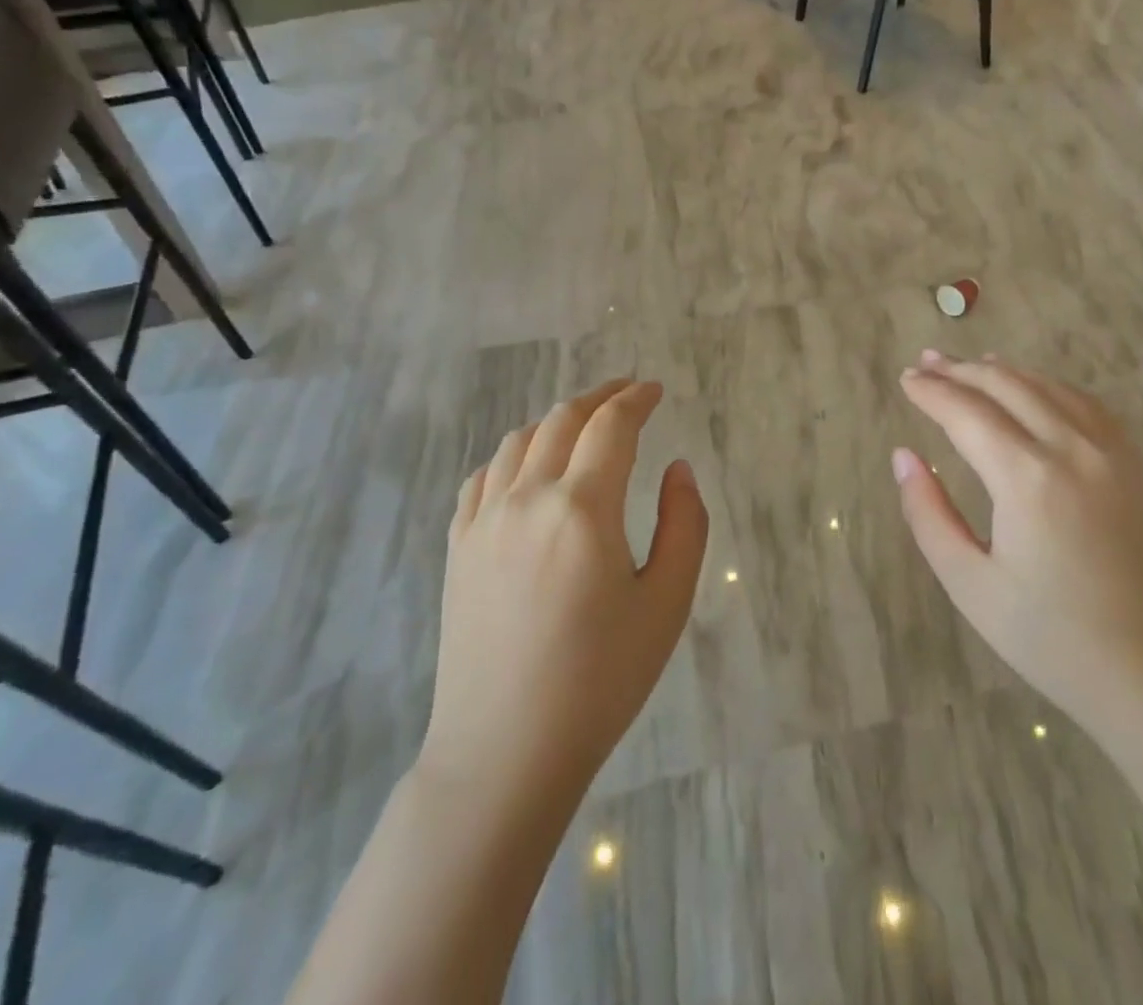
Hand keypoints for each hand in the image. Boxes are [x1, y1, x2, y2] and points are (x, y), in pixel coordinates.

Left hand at [421, 379, 708, 794]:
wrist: (504, 751)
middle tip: (627, 394)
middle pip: (563, 420)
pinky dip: (513, 455)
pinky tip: (527, 469)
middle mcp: (528, 498)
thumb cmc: (600, 679)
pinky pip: (483, 477)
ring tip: (583, 426)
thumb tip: (676, 468)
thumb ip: (684, 524)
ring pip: (518, 441)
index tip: (655, 391)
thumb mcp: (666, 602)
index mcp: (583, 507)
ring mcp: (484, 522)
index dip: (636, 399)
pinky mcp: (459, 549)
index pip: (611, 426)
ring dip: (556, 421)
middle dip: (599, 397)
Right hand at [893, 353, 1142, 725]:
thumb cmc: (1053, 640)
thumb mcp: (970, 584)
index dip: (931, 392)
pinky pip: (1088, 405)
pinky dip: (1051, 386)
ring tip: (973, 365)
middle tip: (927, 362)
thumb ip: (928, 514)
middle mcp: (1072, 449)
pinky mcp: (1137, 467)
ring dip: (1005, 372)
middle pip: (1007, 386)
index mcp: (1027, 478)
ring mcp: (1113, 454)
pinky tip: (1036, 390)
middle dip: (962, 370)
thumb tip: (904, 456)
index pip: (967, 412)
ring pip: (1049, 387)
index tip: (906, 381)